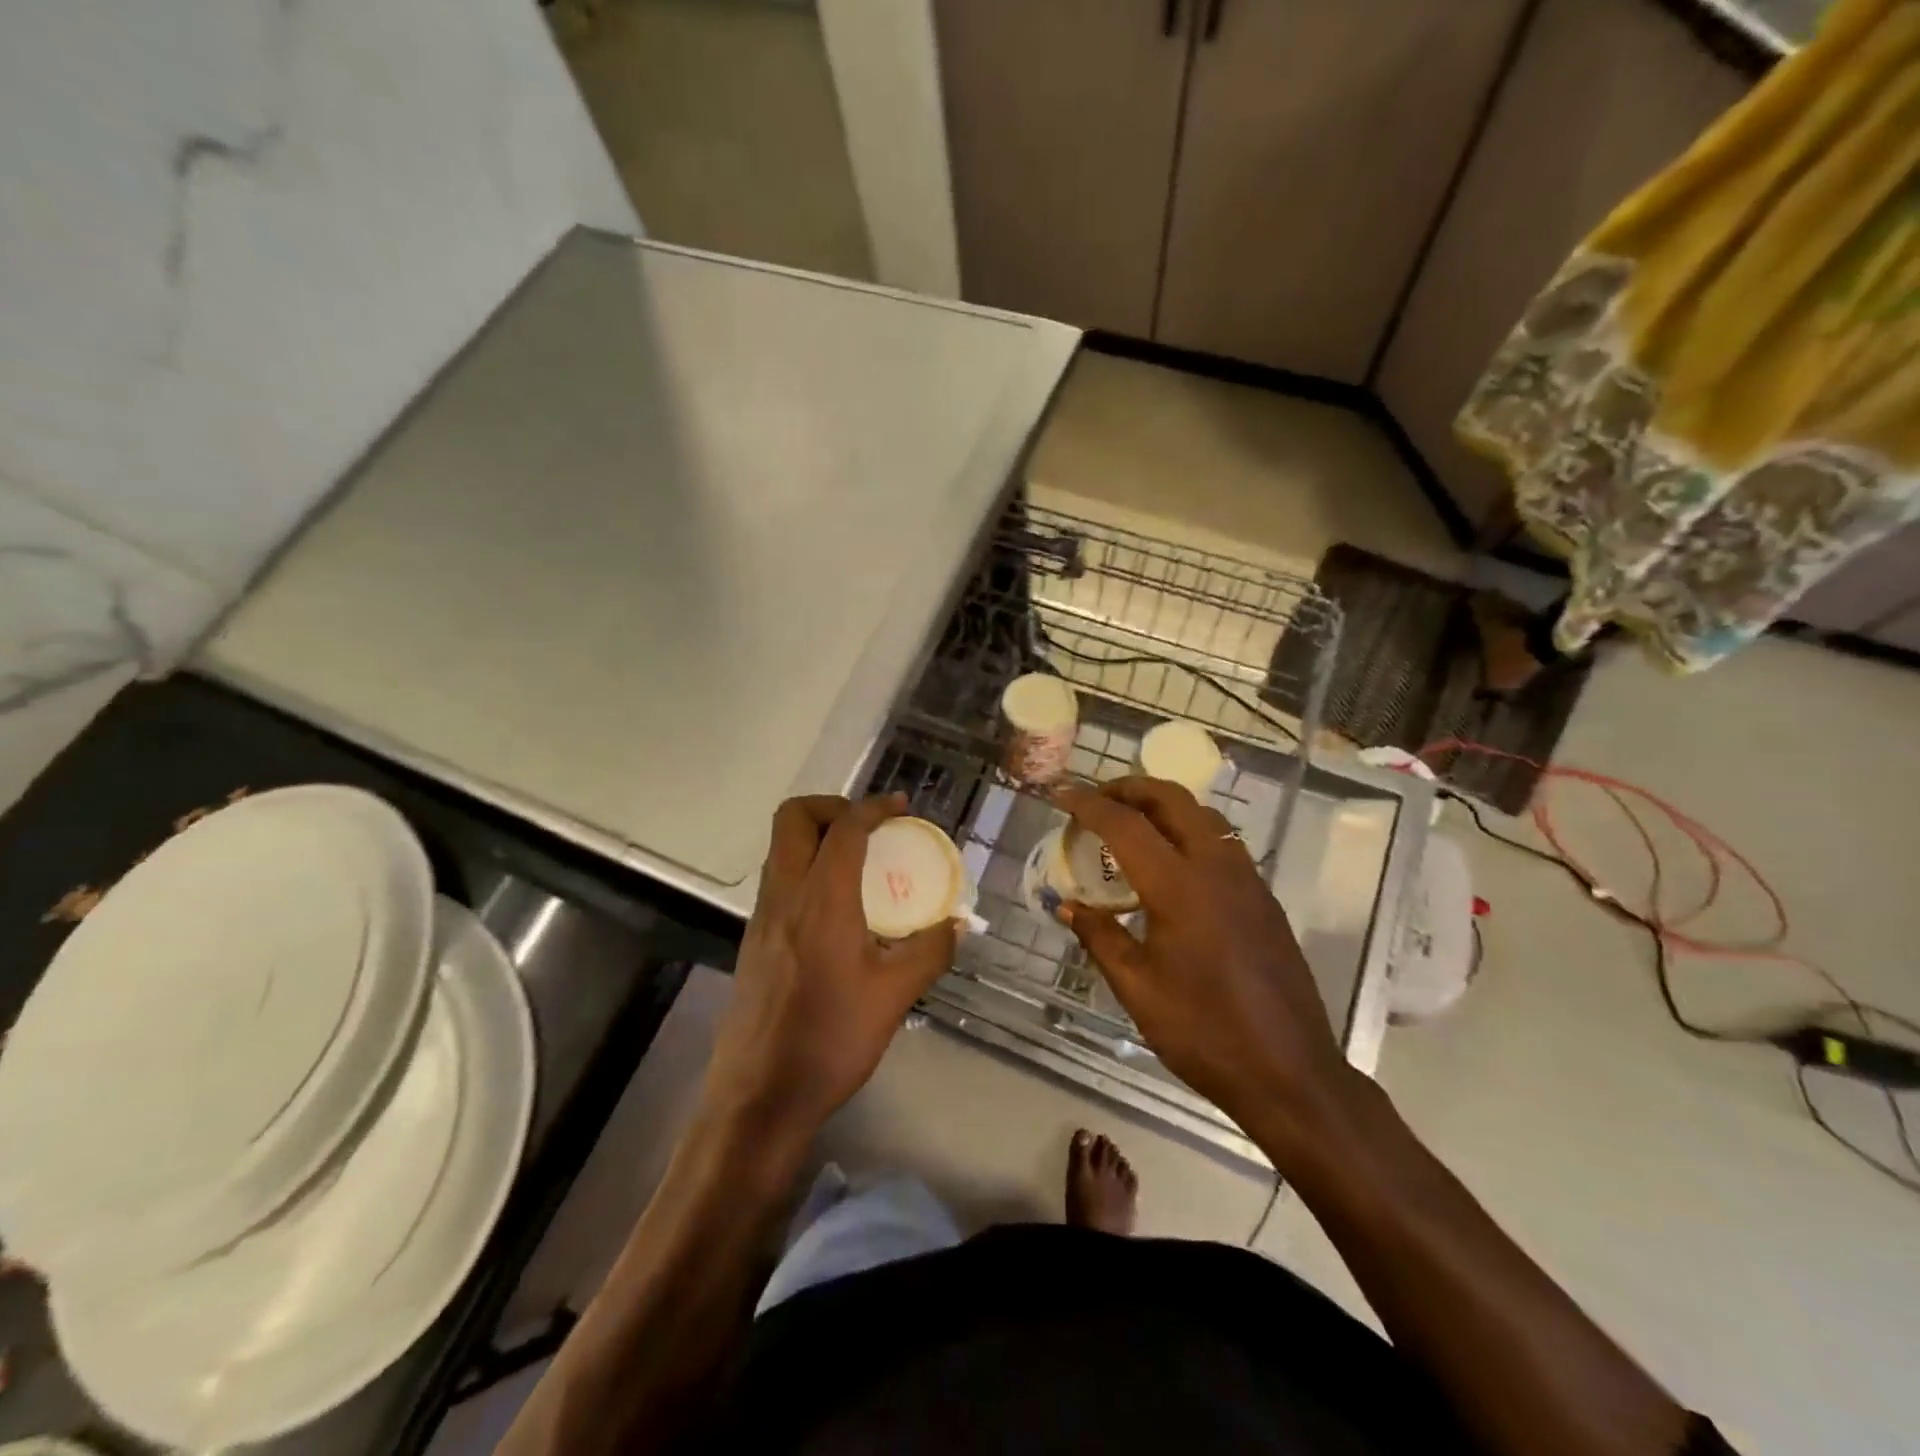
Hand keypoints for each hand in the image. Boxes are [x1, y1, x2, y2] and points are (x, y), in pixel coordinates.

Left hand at [703, 794, 956, 1147]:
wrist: (759, 1097)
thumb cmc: (830, 1040)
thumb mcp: (894, 996)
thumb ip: (930, 951)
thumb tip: (956, 925)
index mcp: (822, 900)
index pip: (844, 828)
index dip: (874, 807)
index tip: (901, 808)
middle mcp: (784, 895)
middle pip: (793, 817)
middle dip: (832, 806)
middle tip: (869, 828)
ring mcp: (762, 917)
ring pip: (780, 847)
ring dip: (817, 837)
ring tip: (858, 863)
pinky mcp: (753, 940)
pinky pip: (778, 879)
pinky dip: (806, 869)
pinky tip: (837, 909)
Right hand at [1054, 777, 1357, 1153]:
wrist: (1290, 1072)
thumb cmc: (1204, 1033)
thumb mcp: (1138, 989)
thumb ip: (1100, 937)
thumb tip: (1067, 906)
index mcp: (1180, 888)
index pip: (1126, 825)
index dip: (1088, 804)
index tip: (1060, 794)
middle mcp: (1217, 869)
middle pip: (1172, 799)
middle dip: (1130, 787)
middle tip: (1097, 799)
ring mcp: (1247, 880)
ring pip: (1203, 815)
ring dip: (1162, 805)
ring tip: (1130, 823)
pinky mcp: (1263, 898)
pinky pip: (1221, 842)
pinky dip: (1188, 830)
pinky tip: (1170, 863)